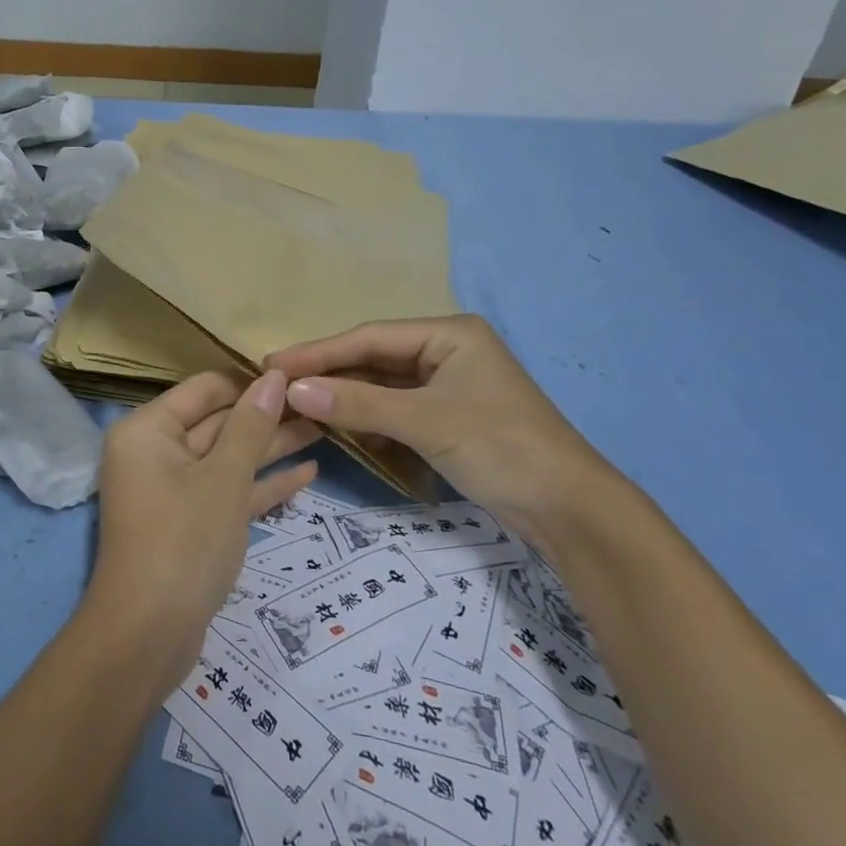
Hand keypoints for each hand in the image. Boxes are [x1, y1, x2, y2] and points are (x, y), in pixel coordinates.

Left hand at [86, 371, 318, 692]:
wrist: (148, 635)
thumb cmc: (184, 540)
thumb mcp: (223, 477)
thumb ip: (250, 425)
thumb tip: (274, 377)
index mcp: (148, 430)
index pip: (204, 389)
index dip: (249, 381)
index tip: (296, 376)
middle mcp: (155, 452)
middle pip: (218, 422)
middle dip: (267, 416)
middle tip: (320, 403)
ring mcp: (173, 490)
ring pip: (228, 459)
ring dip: (272, 449)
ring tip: (324, 431)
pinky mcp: (191, 524)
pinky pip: (228, 493)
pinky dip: (262, 486)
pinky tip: (308, 475)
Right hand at [266, 316, 613, 544]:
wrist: (571, 511)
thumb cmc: (501, 447)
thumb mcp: (425, 421)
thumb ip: (357, 403)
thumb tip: (292, 389)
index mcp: (449, 334)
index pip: (369, 337)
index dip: (319, 351)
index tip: (273, 363)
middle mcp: (447, 351)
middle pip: (374, 358)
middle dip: (329, 372)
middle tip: (277, 384)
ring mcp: (449, 385)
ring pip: (383, 384)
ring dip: (345, 396)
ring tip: (297, 404)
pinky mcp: (449, 417)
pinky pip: (396, 408)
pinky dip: (367, 417)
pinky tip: (338, 425)